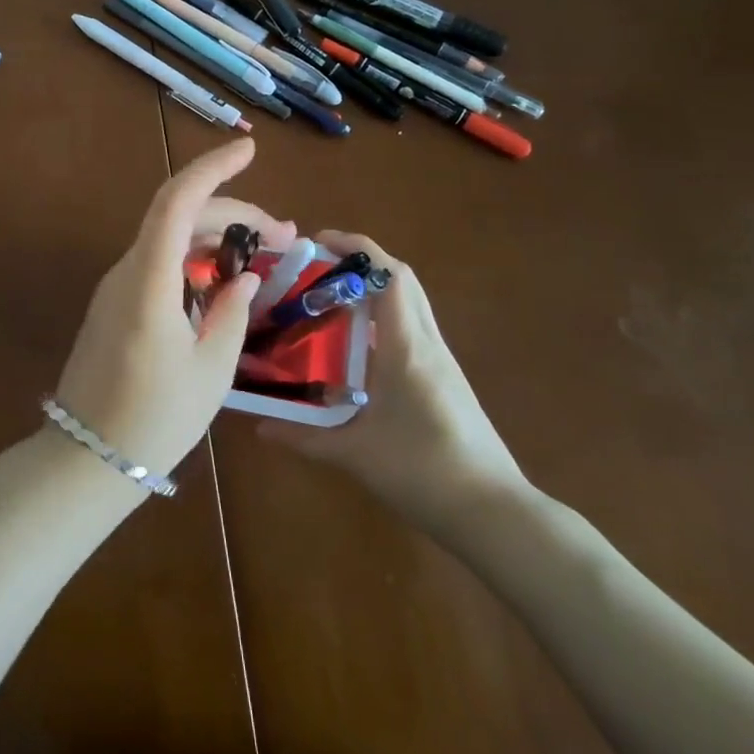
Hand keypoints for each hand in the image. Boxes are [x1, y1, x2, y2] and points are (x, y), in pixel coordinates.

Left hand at [54, 139, 293, 481]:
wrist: (86, 458)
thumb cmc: (155, 419)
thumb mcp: (210, 371)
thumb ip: (232, 313)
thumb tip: (246, 276)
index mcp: (149, 281)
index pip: (177, 201)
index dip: (212, 168)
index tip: (249, 150)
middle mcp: (127, 270)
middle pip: (177, 216)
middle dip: (231, 212)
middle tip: (282, 234)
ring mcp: (116, 286)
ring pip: (168, 238)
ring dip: (214, 236)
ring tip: (262, 253)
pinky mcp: (115, 304)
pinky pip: (157, 263)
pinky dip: (193, 258)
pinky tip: (222, 279)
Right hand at [259, 230, 532, 542]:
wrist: (494, 513)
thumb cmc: (423, 472)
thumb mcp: (354, 454)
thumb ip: (303, 437)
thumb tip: (258, 426)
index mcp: (406, 347)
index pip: (388, 275)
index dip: (355, 247)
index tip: (317, 240)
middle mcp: (427, 342)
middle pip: (402, 279)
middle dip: (362, 260)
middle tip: (319, 265)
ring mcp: (442, 359)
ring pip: (411, 301)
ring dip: (375, 286)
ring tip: (331, 296)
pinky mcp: (446, 377)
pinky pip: (414, 326)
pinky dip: (385, 314)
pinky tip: (357, 342)